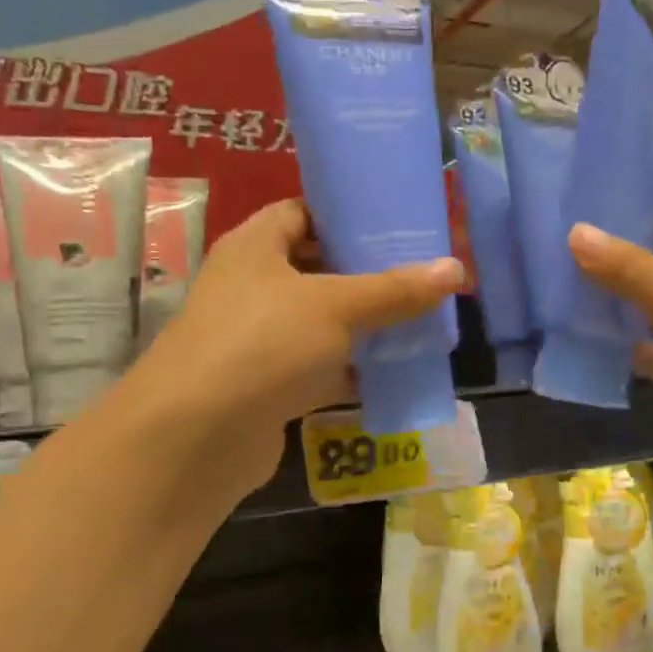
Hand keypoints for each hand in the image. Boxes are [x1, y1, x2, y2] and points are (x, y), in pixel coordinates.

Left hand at [136, 200, 462, 497]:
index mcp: (254, 247)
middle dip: (365, 275)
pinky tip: (394, 372)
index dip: (344, 215)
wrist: (197, 438)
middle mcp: (250, 287)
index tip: (394, 225)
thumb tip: (455, 269)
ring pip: (320, 322)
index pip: (300, 213)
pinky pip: (318, 366)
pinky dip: (351, 370)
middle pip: (315, 269)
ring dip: (363, 326)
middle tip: (419, 275)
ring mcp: (256, 339)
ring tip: (420, 320)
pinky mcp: (266, 385)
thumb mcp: (335, 307)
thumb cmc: (263, 344)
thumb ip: (394, 291)